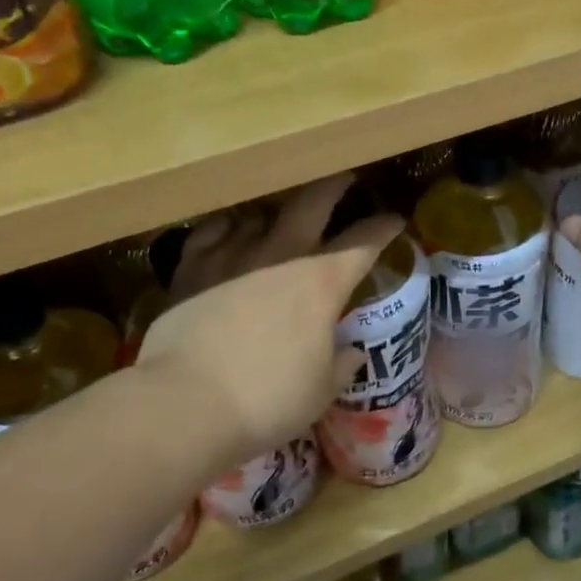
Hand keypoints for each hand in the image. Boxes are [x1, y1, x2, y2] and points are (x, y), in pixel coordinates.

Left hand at [138, 175, 403, 464]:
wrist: (185, 403)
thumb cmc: (267, 399)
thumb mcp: (320, 392)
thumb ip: (341, 366)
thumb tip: (351, 354)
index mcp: (320, 283)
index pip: (363, 243)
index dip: (383, 228)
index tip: (395, 220)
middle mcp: (279, 256)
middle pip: (312, 204)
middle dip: (334, 187)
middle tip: (346, 177)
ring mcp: (231, 256)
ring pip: (260, 214)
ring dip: (276, 212)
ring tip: (280, 216)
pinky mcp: (192, 268)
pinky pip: (212, 231)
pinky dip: (227, 228)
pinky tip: (229, 232)